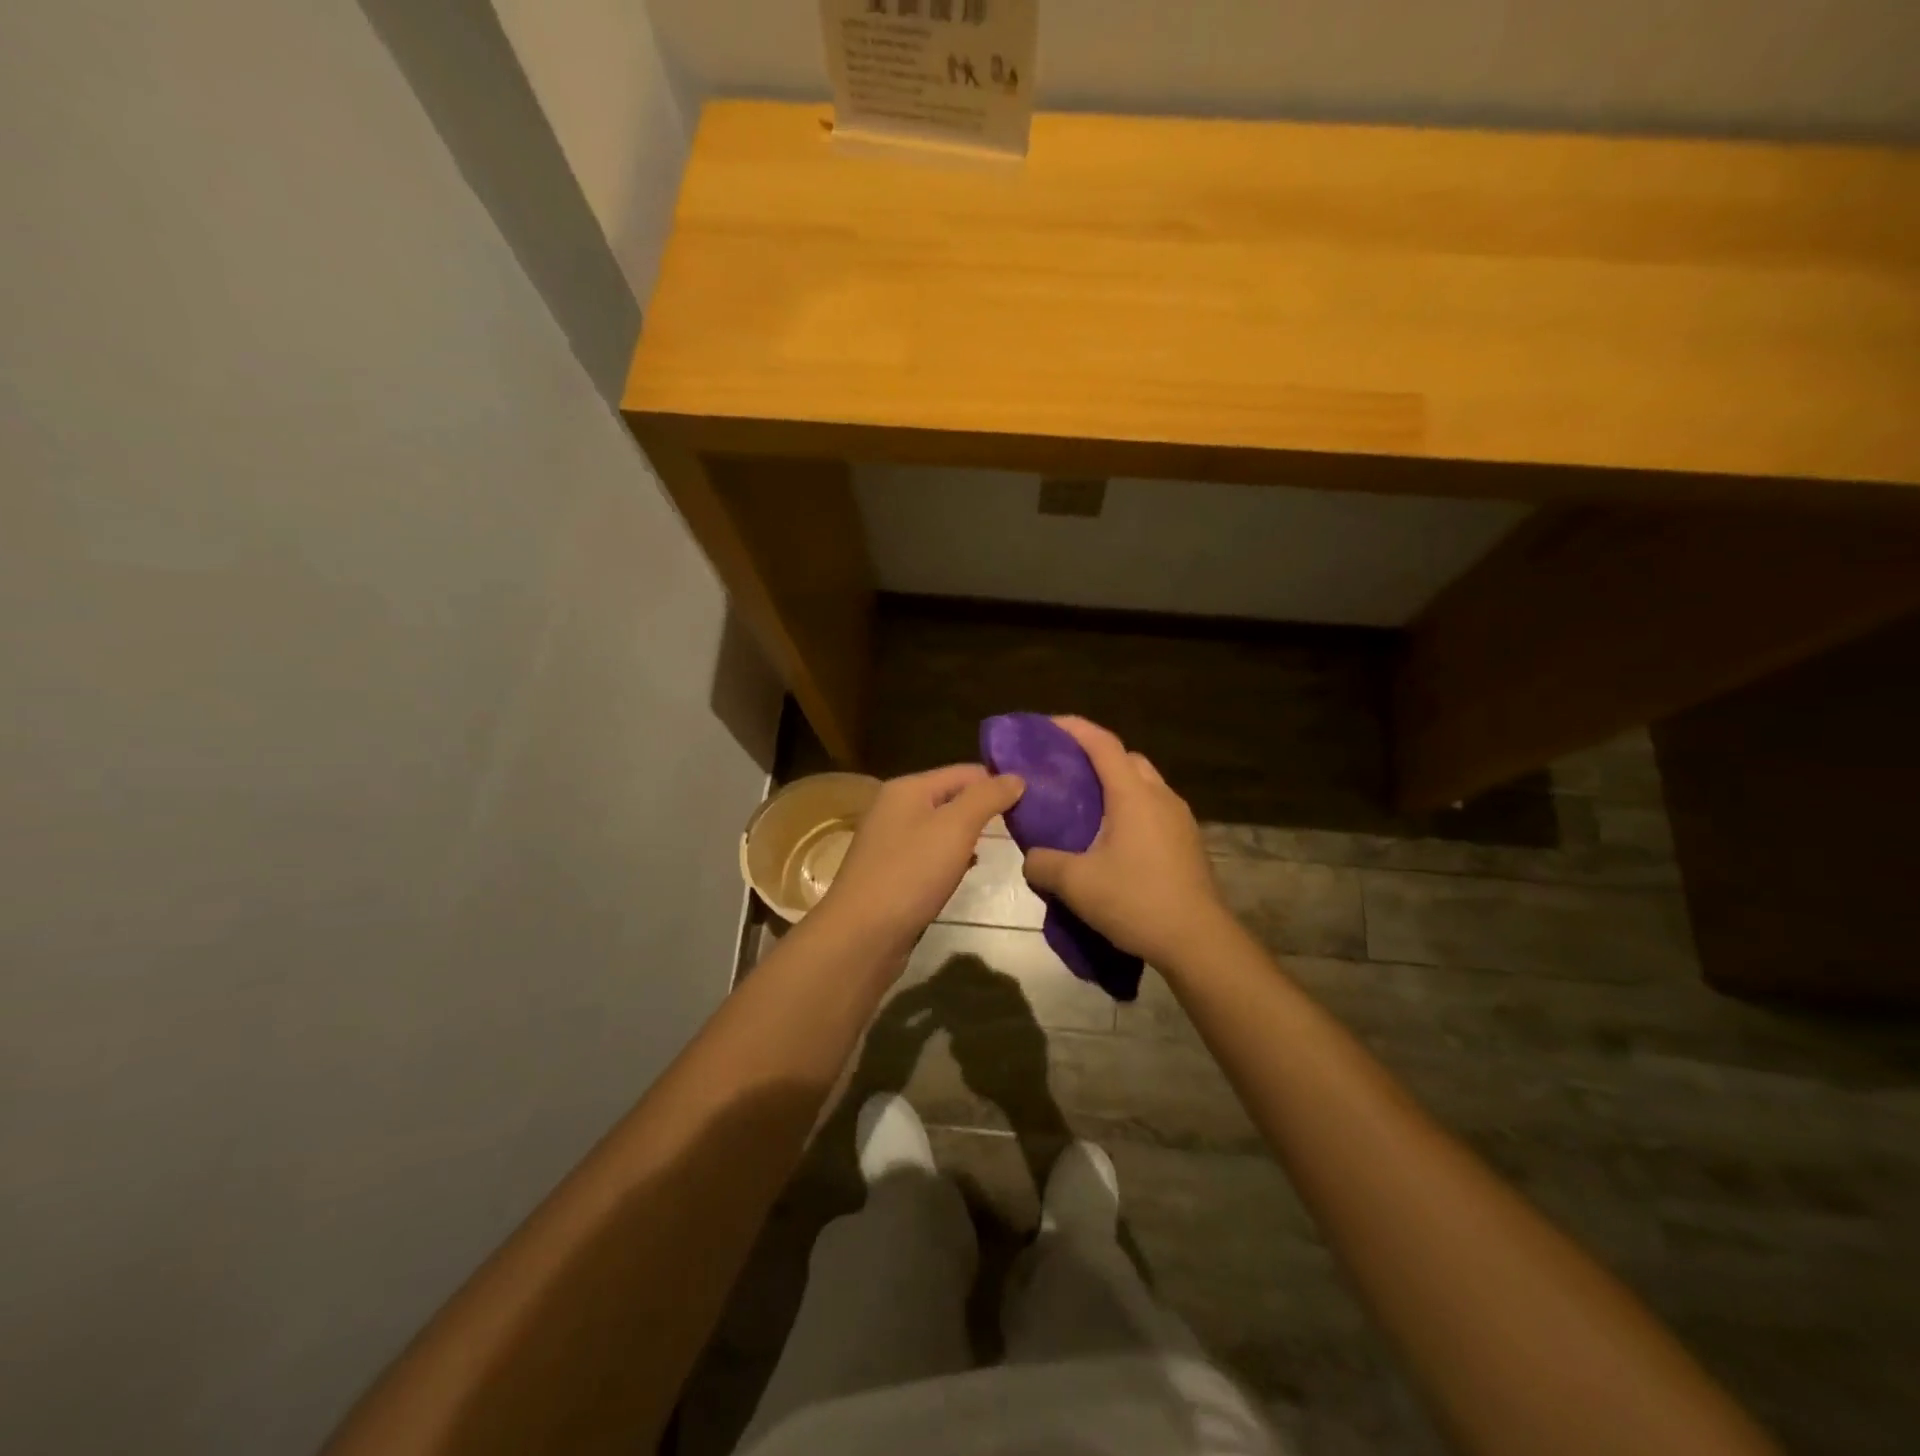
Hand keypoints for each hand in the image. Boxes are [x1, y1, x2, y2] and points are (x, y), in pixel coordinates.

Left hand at [816, 764, 1025, 962]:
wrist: (862, 936)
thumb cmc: (910, 874)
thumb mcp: (955, 828)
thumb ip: (987, 798)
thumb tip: (1016, 777)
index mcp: (907, 788)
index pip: (965, 772)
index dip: (999, 783)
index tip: (1033, 801)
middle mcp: (895, 807)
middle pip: (952, 797)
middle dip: (985, 809)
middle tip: (1023, 825)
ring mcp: (890, 841)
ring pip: (942, 828)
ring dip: (970, 835)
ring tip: (1002, 846)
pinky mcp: (891, 872)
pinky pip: (930, 854)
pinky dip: (952, 858)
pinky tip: (967, 871)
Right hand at [1020, 717, 1229, 968]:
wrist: (1198, 941)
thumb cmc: (1136, 901)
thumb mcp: (1075, 884)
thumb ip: (1043, 863)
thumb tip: (1032, 859)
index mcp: (1133, 795)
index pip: (1102, 744)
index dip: (1074, 728)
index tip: (1047, 725)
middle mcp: (1161, 796)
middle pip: (1126, 759)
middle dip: (1096, 756)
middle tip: (1065, 772)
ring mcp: (1180, 819)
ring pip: (1144, 785)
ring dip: (1116, 785)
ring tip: (1086, 808)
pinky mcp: (1188, 843)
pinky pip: (1155, 810)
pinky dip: (1131, 810)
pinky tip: (1114, 841)